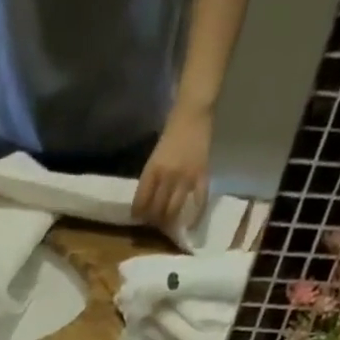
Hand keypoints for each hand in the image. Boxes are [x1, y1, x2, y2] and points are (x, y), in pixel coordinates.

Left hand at [135, 106, 213, 233]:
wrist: (193, 113)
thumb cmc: (171, 133)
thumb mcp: (154, 156)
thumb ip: (151, 178)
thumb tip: (146, 201)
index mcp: (152, 170)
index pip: (141, 201)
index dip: (138, 213)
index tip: (138, 217)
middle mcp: (167, 176)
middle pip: (156, 209)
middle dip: (152, 220)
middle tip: (153, 222)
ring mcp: (185, 177)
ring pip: (173, 209)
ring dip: (168, 220)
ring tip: (166, 224)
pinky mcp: (201, 176)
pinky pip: (199, 201)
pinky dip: (194, 216)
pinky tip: (189, 226)